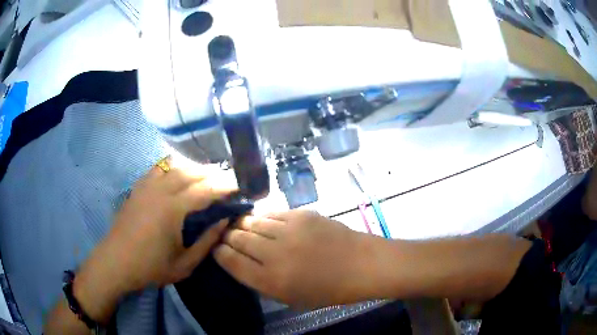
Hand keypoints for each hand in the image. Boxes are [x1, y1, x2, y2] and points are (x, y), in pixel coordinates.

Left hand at [74, 157, 235, 321]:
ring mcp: (146, 186)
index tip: (239, 185)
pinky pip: (158, 168)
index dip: (225, 186)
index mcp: (172, 209)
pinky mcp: (138, 187)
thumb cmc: (150, 267)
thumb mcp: (185, 264)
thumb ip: (206, 242)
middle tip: (227, 179)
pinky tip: (178, 173)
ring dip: (193, 167)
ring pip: (175, 166)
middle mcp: (160, 190)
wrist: (116, 262)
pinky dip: (173, 166)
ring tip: (206, 174)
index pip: (205, 190)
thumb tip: (224, 221)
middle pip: (191, 172)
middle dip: (212, 173)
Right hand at [214, 210, 378, 307]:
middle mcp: (274, 254)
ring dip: (241, 224)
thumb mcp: (290, 296)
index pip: (231, 262)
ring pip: (251, 222)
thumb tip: (239, 261)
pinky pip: (270, 213)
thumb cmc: (327, 289)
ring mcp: (288, 230)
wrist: (361, 265)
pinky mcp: (300, 214)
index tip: (216, 248)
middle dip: (226, 236)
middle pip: (237, 239)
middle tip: (223, 234)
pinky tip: (260, 220)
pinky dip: (261, 217)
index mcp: (271, 280)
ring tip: (238, 225)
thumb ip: (261, 280)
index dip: (219, 253)